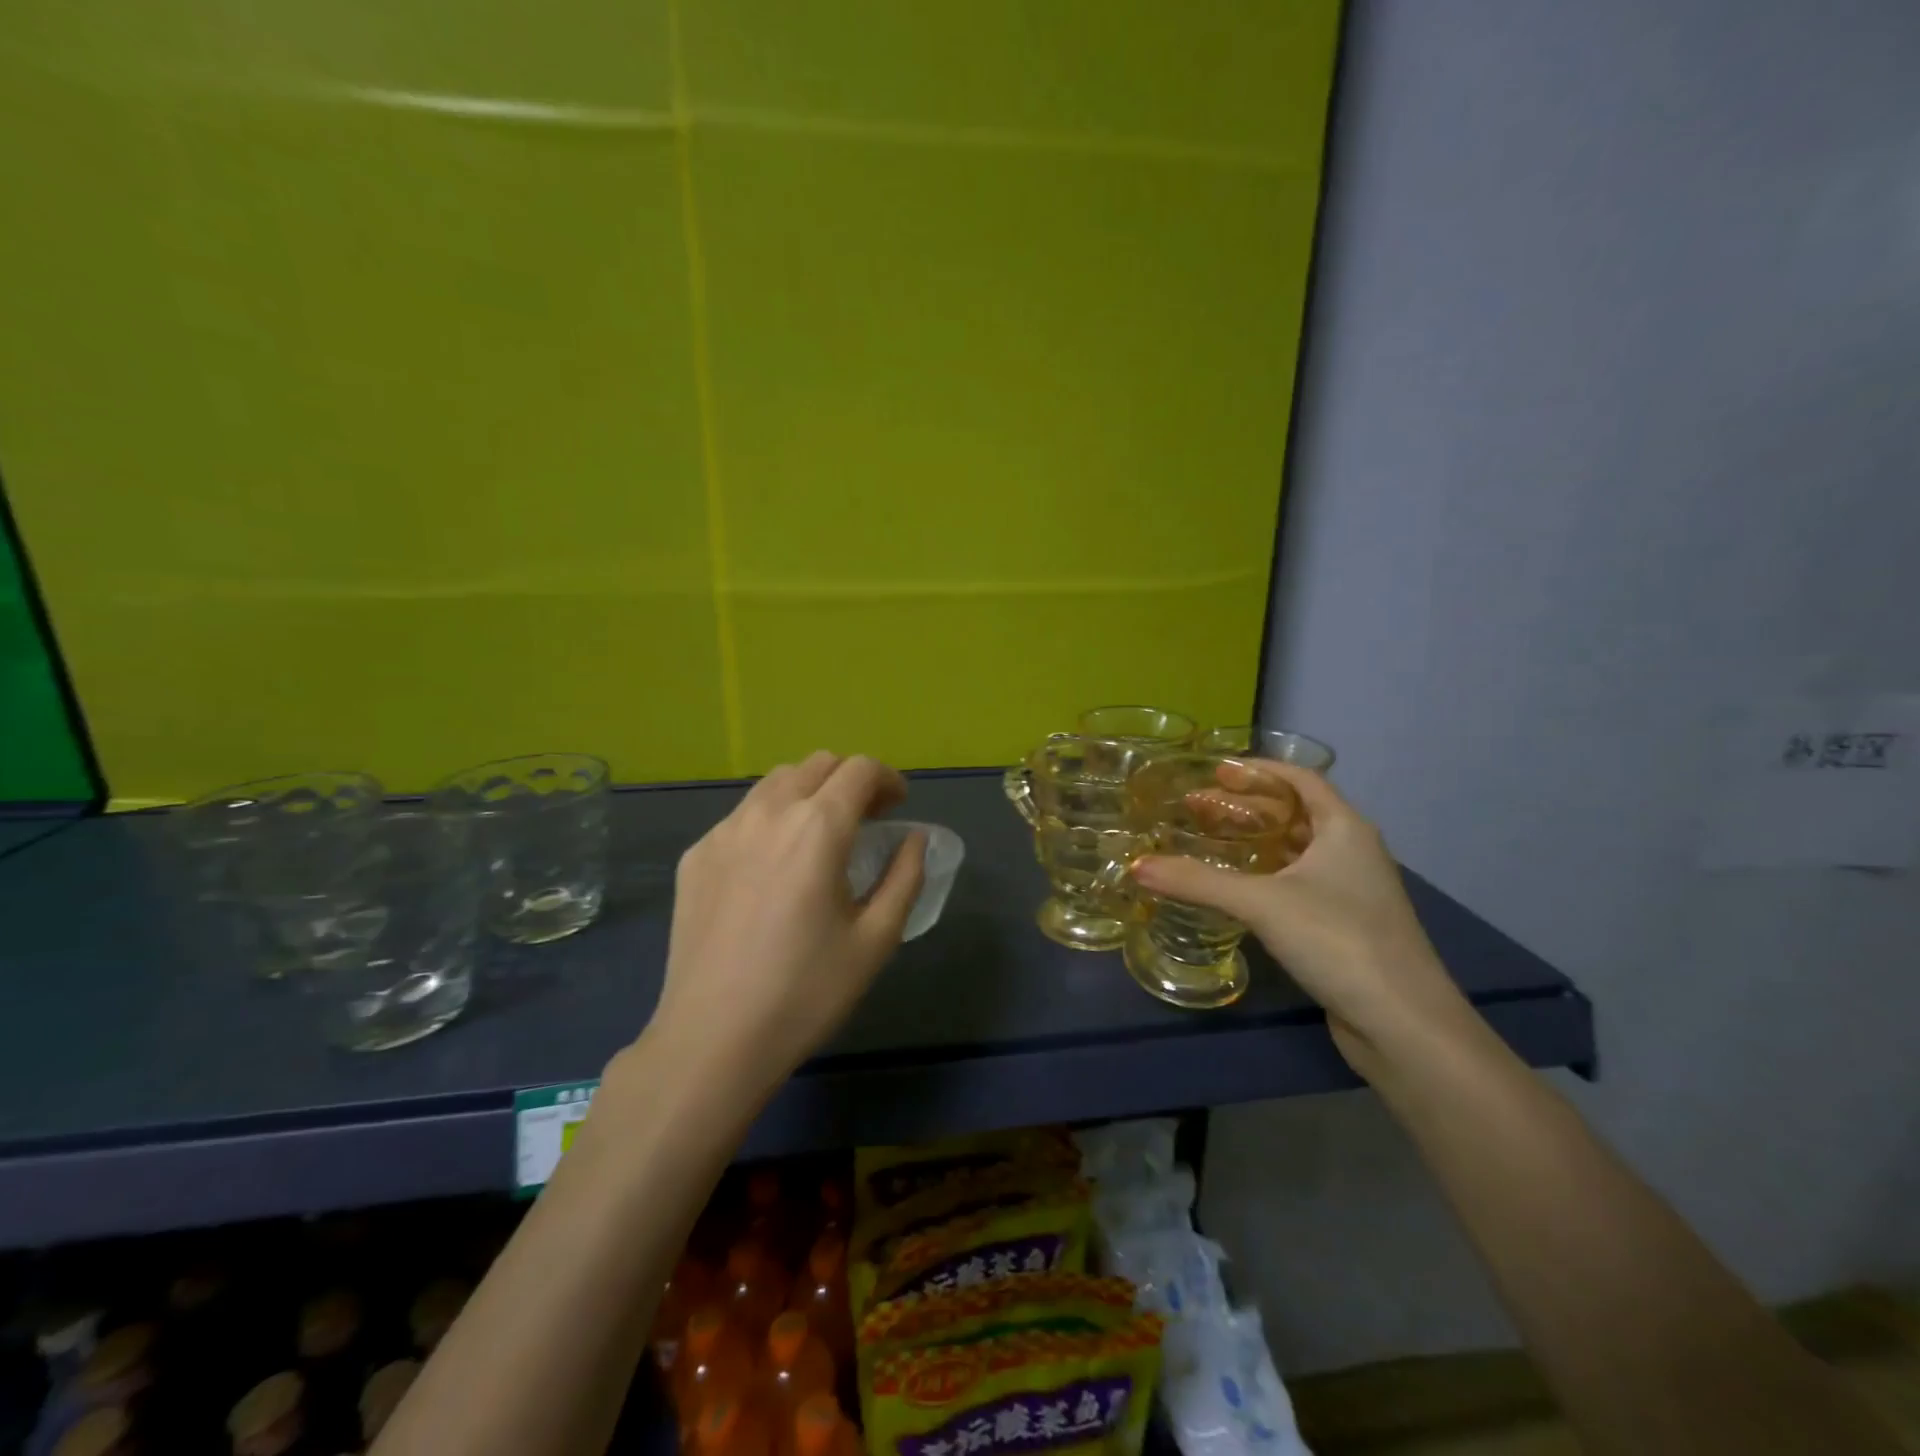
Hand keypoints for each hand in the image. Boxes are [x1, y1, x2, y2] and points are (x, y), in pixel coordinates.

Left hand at [646, 752, 925, 1092]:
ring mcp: (724, 832)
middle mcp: (768, 813)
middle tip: (866, 820)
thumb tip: (914, 839)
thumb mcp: (876, 939)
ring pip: (776, 783)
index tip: (898, 807)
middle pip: (817, 764)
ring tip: (821, 836)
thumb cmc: (806, 992)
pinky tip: (774, 867)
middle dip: (850, 780)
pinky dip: (771, 820)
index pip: (860, 769)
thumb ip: (905, 877)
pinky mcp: (696, 856)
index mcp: (818, 828)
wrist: (713, 1040)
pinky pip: (742, 816)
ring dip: (809, 793)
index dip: (888, 779)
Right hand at [1130, 759, 1473, 1070]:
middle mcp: (1353, 852)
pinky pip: (1298, 883)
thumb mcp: (1262, 903)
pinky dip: (1265, 875)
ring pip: (1296, 851)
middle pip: (1295, 814)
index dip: (1258, 771)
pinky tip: (1236, 888)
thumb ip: (1197, 882)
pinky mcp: (1344, 926)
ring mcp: (1352, 891)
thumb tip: (1137, 866)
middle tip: (1197, 808)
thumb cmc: (1338, 940)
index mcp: (1345, 829)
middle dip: (1246, 807)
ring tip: (1209, 840)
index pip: (1300, 780)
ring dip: (1255, 842)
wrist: (1403, 1024)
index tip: (1214, 772)